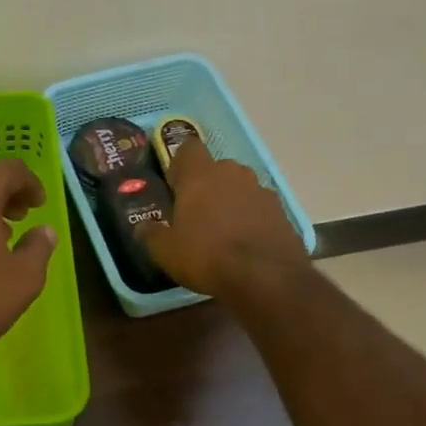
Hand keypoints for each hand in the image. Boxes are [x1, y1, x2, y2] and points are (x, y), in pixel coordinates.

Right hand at [136, 138, 308, 296]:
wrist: (266, 277)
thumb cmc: (207, 256)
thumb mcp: (166, 251)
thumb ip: (151, 234)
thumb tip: (143, 227)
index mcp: (200, 175)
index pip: (189, 148)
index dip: (180, 164)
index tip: (175, 185)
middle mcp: (233, 173)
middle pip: (217, 169)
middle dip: (207, 186)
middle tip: (197, 214)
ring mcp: (261, 191)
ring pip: (240, 187)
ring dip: (232, 201)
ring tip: (224, 231)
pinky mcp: (282, 212)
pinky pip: (259, 208)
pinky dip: (252, 218)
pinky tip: (246, 243)